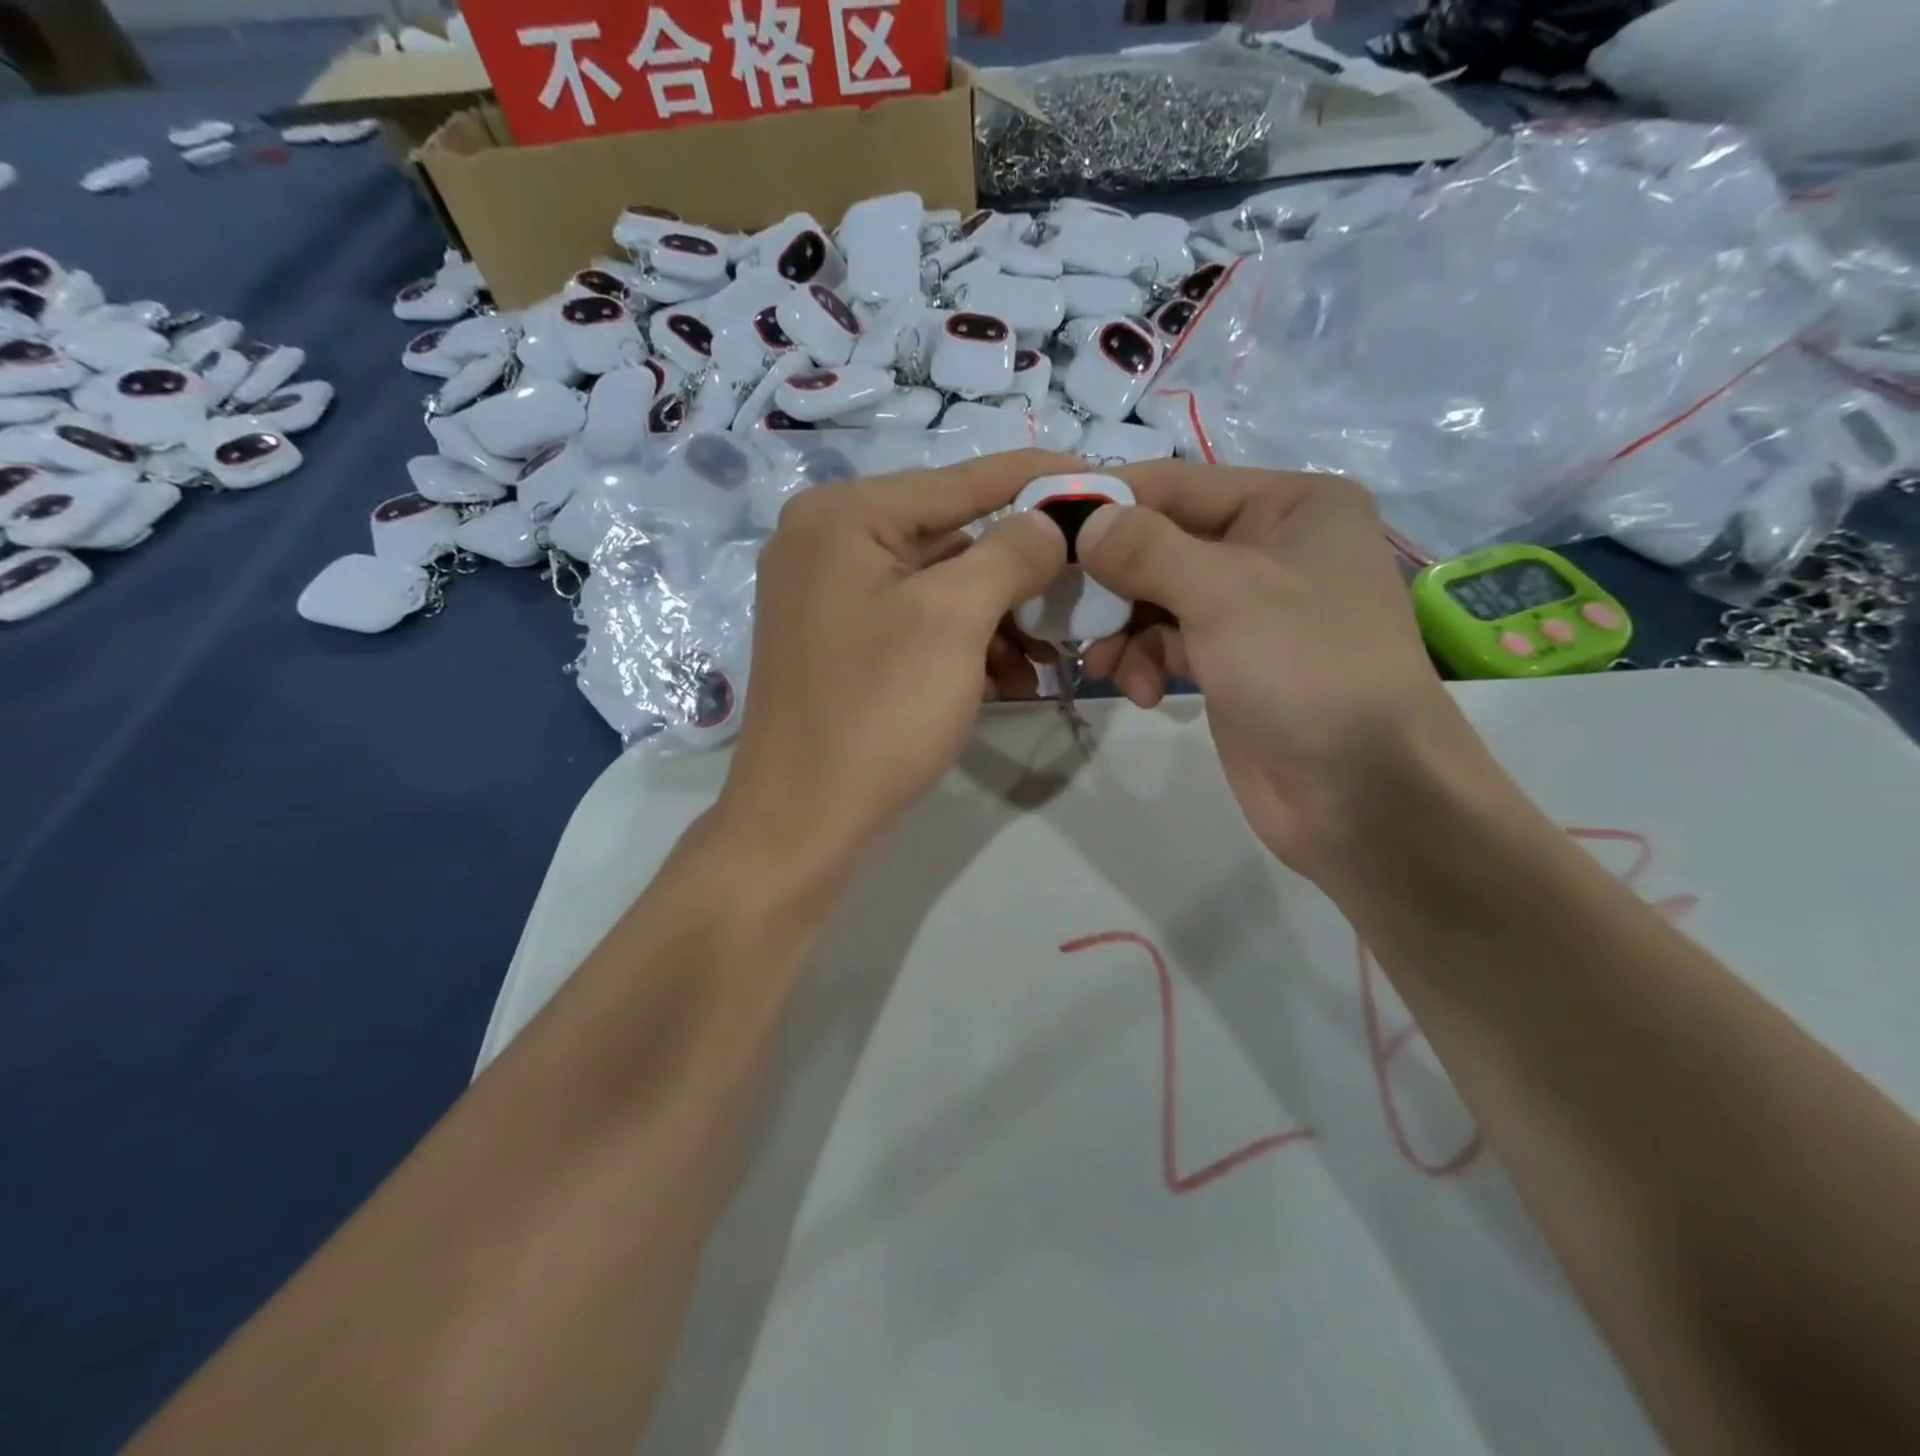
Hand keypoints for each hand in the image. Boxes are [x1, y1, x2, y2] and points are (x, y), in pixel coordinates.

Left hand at [718, 450, 1075, 863]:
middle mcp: (828, 542)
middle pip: (951, 535)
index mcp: (844, 516)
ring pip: (940, 586)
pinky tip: (1009, 679)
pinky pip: (918, 624)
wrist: (803, 822)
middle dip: (1022, 571)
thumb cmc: (878, 713)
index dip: (1038, 478)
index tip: (1103, 480)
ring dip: (1001, 617)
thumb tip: (1048, 521)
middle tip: (1083, 595)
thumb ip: (1010, 552)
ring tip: (1050, 657)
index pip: (960, 480)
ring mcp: (830, 597)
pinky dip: (966, 645)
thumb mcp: (954, 620)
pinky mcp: (842, 644)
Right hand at [1077, 463, 1478, 879]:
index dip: (1109, 501)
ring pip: (1157, 598)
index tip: (1042, 524)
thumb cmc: (1306, 670)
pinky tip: (1140, 693)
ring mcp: (1251, 609)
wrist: (1362, 794)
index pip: (1177, 485)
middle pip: (1161, 544)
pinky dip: (1145, 662)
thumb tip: (1085, 521)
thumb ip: (1146, 549)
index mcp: (1291, 506)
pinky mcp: (1232, 661)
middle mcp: (1271, 547)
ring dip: (1122, 630)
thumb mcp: (1224, 594)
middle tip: (1061, 609)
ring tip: (1103, 666)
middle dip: (1111, 581)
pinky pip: (1169, 642)